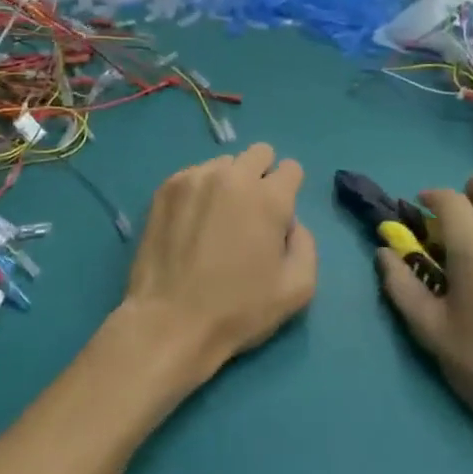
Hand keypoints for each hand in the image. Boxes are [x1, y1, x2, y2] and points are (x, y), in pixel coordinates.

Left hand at [122, 143, 316, 382]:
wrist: (170, 320)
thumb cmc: (239, 309)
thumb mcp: (298, 288)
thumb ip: (306, 244)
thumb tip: (291, 222)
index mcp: (268, 198)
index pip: (290, 168)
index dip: (289, 191)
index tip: (279, 216)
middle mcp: (232, 177)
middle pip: (259, 153)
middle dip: (262, 176)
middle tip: (251, 213)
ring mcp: (194, 178)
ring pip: (224, 164)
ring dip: (229, 182)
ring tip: (217, 220)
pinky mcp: (166, 188)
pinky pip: (194, 175)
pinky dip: (200, 191)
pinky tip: (192, 223)